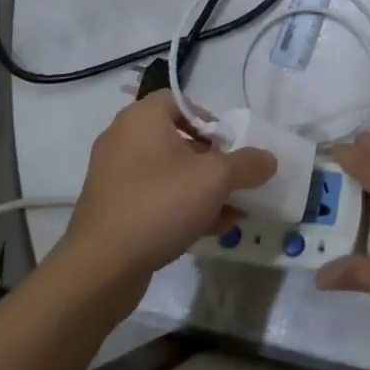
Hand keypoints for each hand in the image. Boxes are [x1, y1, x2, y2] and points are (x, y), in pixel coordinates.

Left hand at [53, 91, 276, 303]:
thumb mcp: (216, 178)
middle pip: (179, 138)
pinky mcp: (113, 209)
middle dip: (214, 159)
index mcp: (142, 118)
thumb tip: (268, 159)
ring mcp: (115, 176)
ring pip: (170, 172)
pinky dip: (182, 206)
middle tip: (238, 176)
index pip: (181, 101)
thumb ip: (248, 163)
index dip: (211, 117)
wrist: (101, 268)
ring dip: (203, 187)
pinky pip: (155, 197)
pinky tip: (213, 227)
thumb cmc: (160, 204)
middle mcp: (124, 139)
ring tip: (234, 207)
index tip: (232, 142)